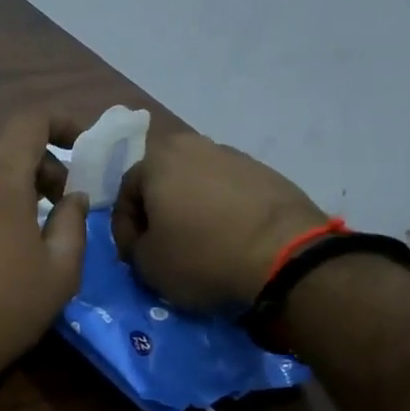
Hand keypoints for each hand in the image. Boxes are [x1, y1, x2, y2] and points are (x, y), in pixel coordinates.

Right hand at [112, 129, 325, 312]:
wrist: (285, 255)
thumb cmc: (202, 255)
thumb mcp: (148, 264)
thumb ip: (134, 246)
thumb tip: (144, 241)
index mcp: (157, 159)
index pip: (125, 193)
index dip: (124, 229)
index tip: (133, 256)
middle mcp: (194, 146)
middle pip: (162, 182)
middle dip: (158, 214)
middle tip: (162, 246)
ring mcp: (235, 156)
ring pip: (197, 185)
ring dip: (190, 211)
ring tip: (198, 244)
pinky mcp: (267, 173)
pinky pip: (229, 193)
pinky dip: (222, 212)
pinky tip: (228, 239)